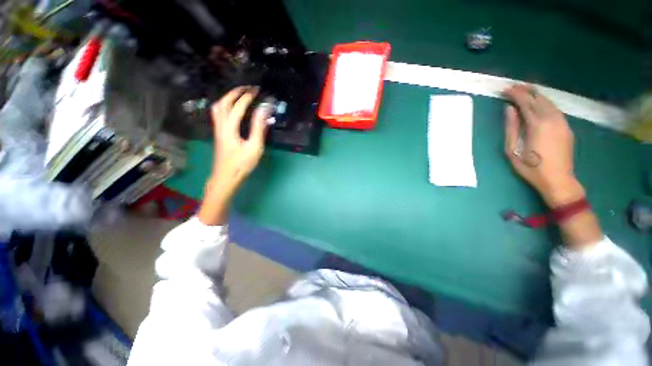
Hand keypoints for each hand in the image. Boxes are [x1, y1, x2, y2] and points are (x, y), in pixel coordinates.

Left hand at [198, 86, 270, 224]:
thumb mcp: (254, 147)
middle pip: (223, 103)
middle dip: (234, 93)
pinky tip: (233, 111)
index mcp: (229, 128)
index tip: (257, 90)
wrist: (226, 178)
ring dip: (228, 99)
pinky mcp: (219, 136)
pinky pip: (219, 115)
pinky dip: (226, 107)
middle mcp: (220, 126)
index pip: (238, 107)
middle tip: (247, 89)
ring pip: (218, 109)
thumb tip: (264, 110)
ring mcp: (218, 131)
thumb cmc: (242, 164)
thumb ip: (258, 128)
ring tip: (239, 96)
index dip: (248, 97)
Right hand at [503, 85, 583, 207]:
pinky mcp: (566, 127)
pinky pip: (555, 109)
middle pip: (539, 99)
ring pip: (549, 102)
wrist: (558, 179)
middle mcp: (552, 118)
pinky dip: (545, 103)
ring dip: (537, 95)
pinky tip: (539, 103)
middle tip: (515, 86)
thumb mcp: (513, 150)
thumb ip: (511, 128)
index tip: (505, 89)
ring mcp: (562, 122)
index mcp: (537, 124)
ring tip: (526, 91)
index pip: (525, 103)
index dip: (515, 94)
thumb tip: (509, 110)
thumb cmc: (531, 167)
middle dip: (526, 91)